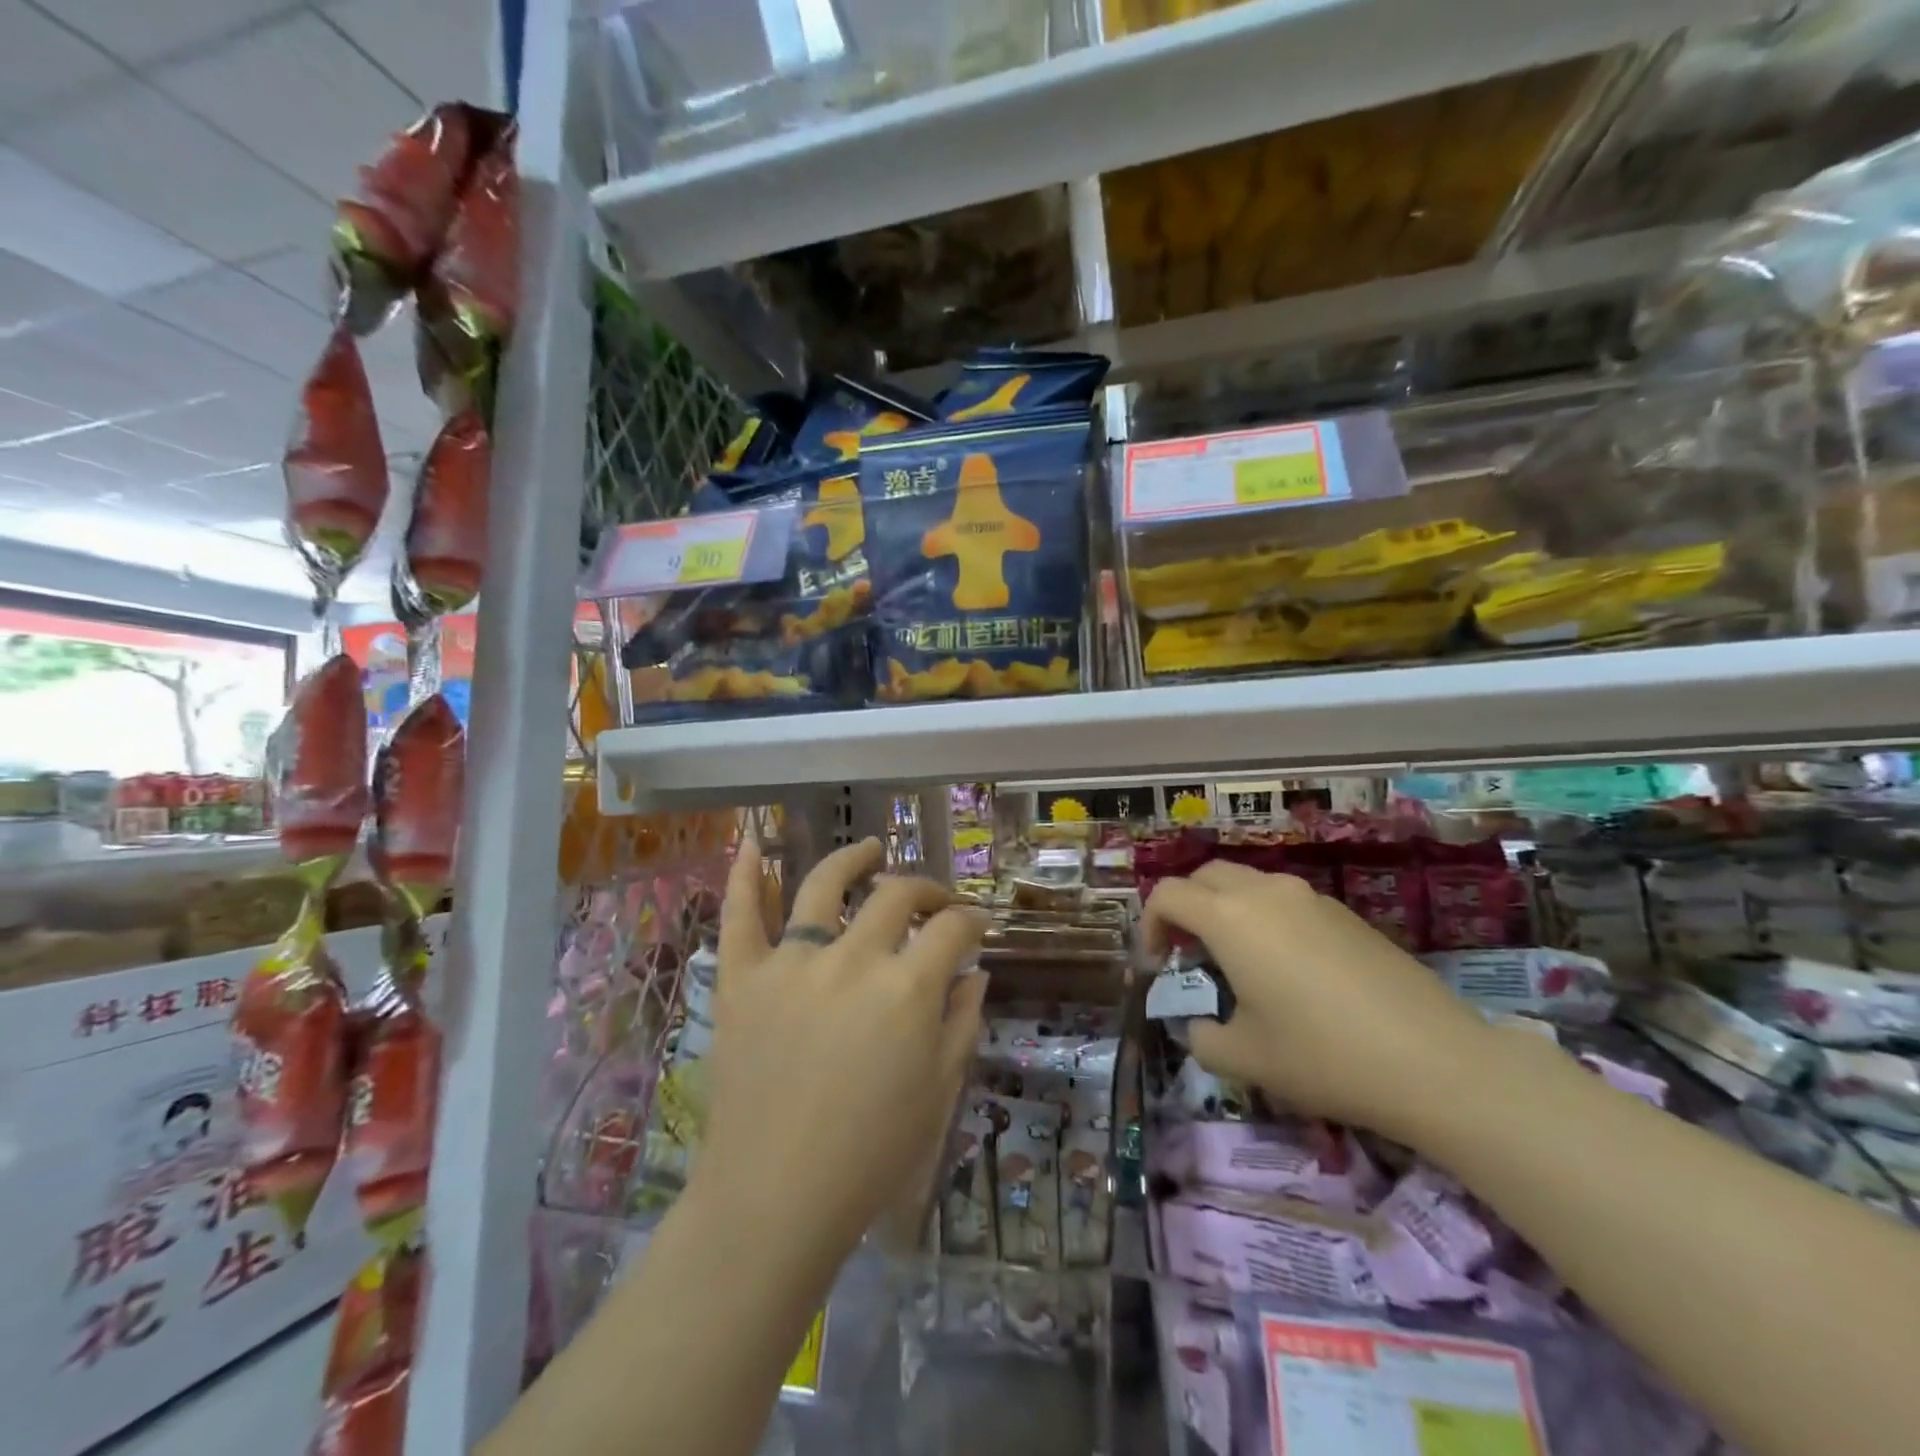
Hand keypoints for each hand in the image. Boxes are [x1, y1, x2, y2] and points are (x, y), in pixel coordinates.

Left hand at [693, 837, 988, 1274]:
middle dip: (925, 891)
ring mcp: (791, 962)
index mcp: (906, 987)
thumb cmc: (870, 1155)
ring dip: (853, 859)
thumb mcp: (938, 1091)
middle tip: (934, 902)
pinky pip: (741, 915)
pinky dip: (746, 875)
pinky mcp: (743, 978)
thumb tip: (977, 971)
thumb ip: (963, 1021)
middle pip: (896, 895)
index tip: (977, 926)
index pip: (951, 929)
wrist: (774, 1199)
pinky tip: (752, 842)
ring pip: (823, 885)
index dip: (972, 921)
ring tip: (870, 848)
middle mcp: (852, 958)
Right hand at [1142, 861, 1493, 1141]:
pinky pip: (1285, 901)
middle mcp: (1265, 892)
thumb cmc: (1322, 1055)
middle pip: (1205, 876)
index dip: (1148, 925)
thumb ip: (1200, 1037)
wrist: (1435, 1061)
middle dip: (1184, 907)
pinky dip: (1264, 919)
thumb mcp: (1244, 1059)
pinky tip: (1287, 970)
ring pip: (1248, 883)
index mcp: (1230, 918)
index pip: (1167, 895)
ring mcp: (1310, 898)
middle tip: (1187, 954)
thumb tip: (1199, 1025)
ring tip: (1236, 962)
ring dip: (1225, 910)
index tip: (1155, 966)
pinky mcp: (1345, 913)